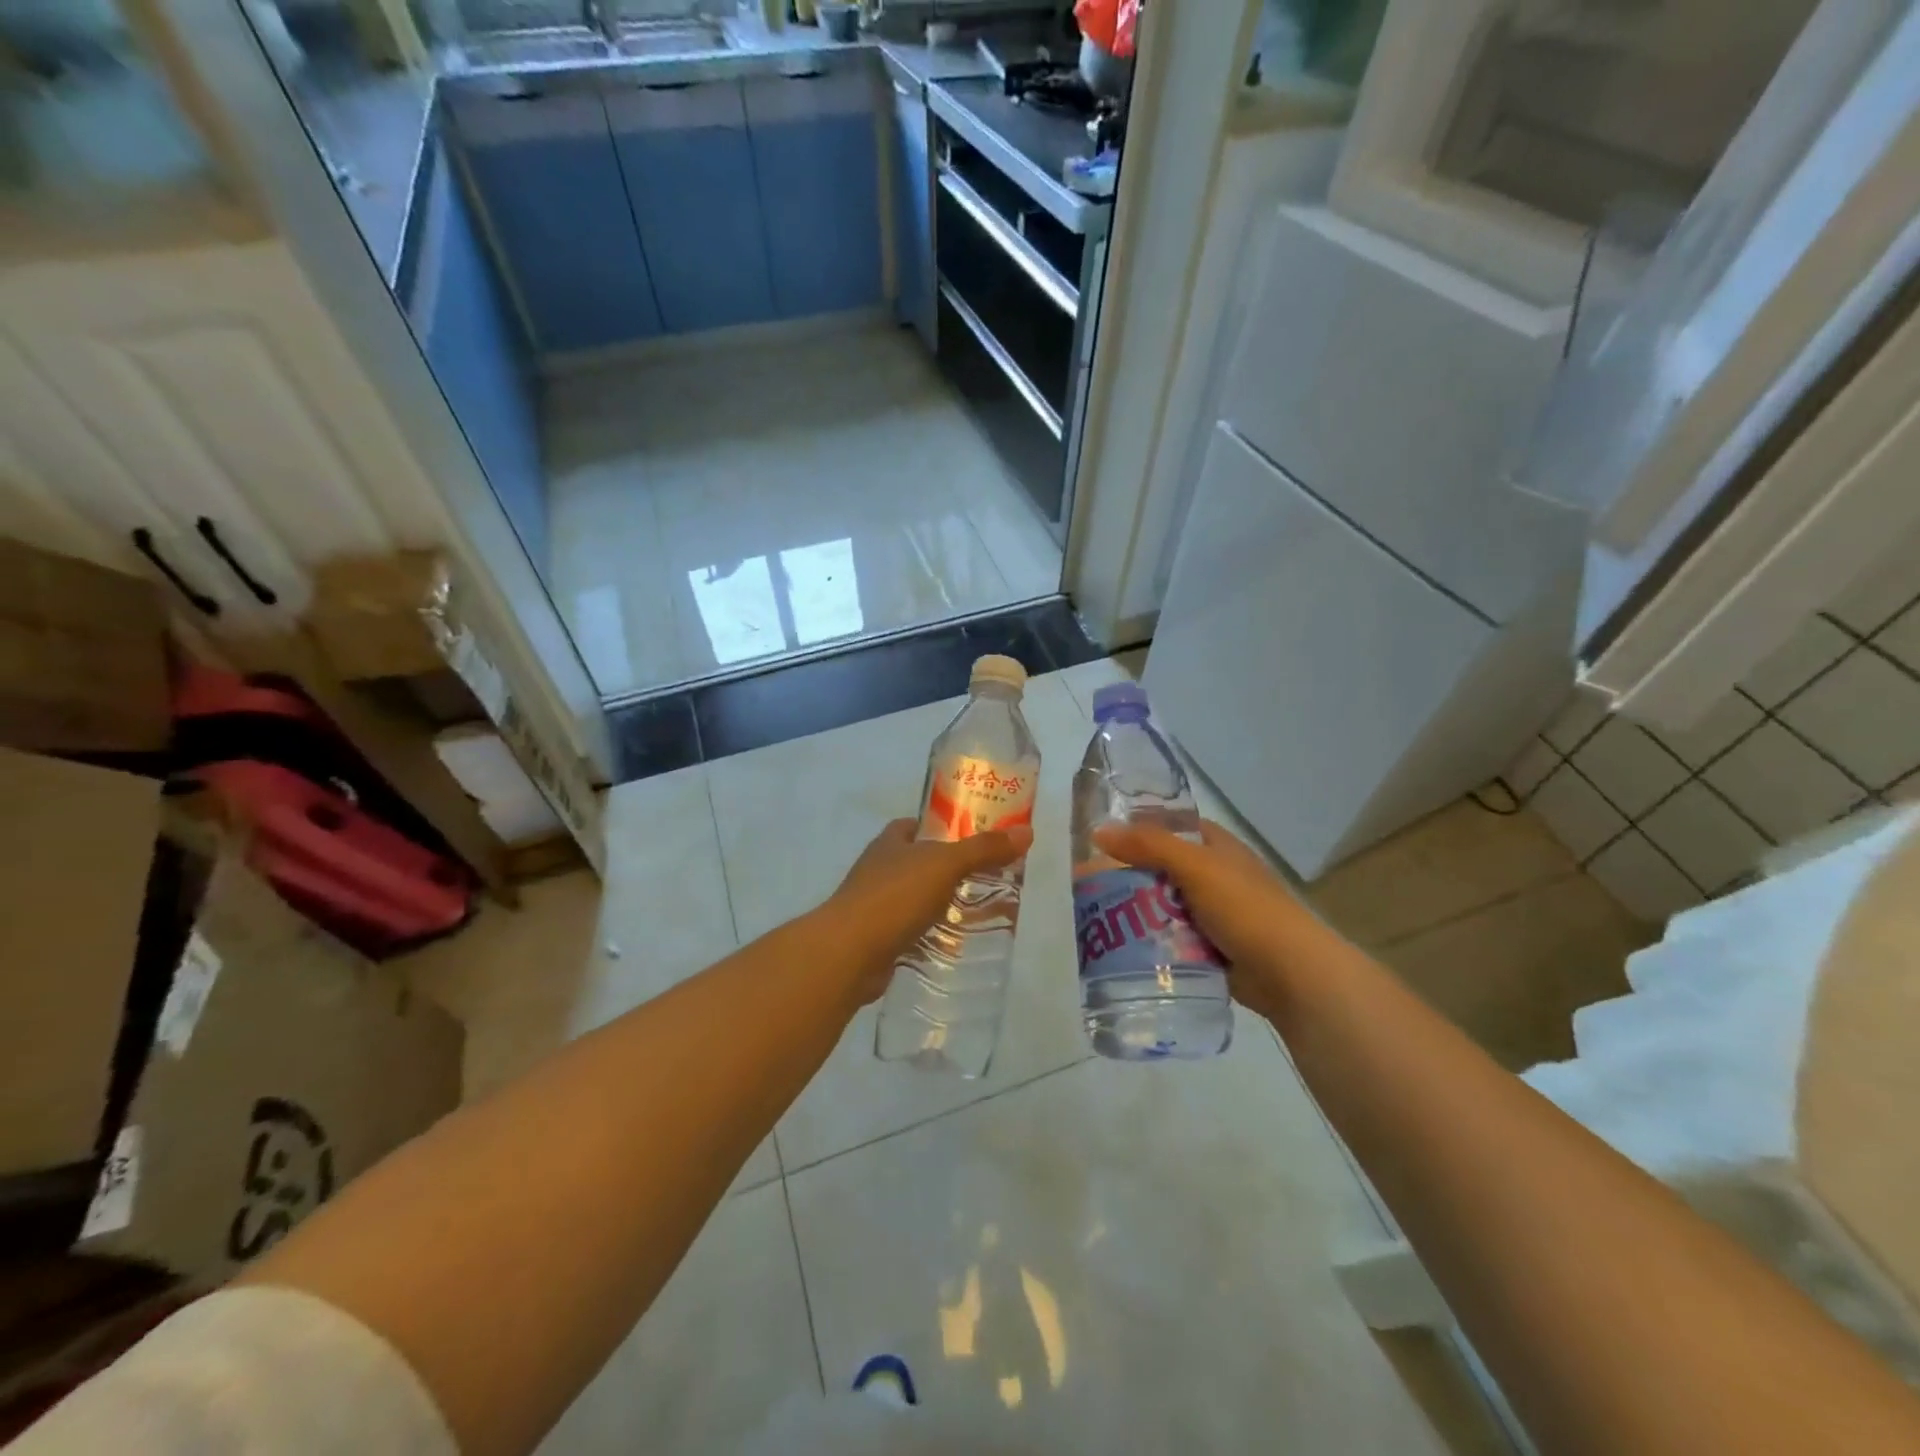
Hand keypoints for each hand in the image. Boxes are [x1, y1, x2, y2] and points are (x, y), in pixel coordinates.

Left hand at [821, 818, 1033, 1004]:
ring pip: (918, 899)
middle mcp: (880, 869)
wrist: (849, 953)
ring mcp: (876, 906)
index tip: (976, 836)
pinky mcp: (879, 940)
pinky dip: (933, 936)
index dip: (944, 827)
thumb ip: (984, 849)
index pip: (917, 825)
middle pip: (921, 863)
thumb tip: (1026, 832)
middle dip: (951, 870)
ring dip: (944, 905)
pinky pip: (913, 933)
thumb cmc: (894, 897)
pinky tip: (958, 945)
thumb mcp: (945, 865)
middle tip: (990, 877)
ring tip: (982, 912)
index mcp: (890, 843)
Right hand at [1091, 819, 1340, 1021]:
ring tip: (1094, 917)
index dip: (1137, 829)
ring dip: (1137, 911)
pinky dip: (1151, 941)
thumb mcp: (1195, 866)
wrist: (1290, 973)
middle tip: (1087, 884)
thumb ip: (1148, 846)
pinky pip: (1171, 938)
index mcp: (1217, 847)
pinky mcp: (1210, 948)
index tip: (1099, 840)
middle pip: (1161, 868)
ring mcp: (1213, 914)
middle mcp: (1214, 875)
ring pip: (1163, 905)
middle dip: (1128, 875)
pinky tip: (1121, 946)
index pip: (1171, 827)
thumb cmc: (1245, 908)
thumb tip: (1098, 831)